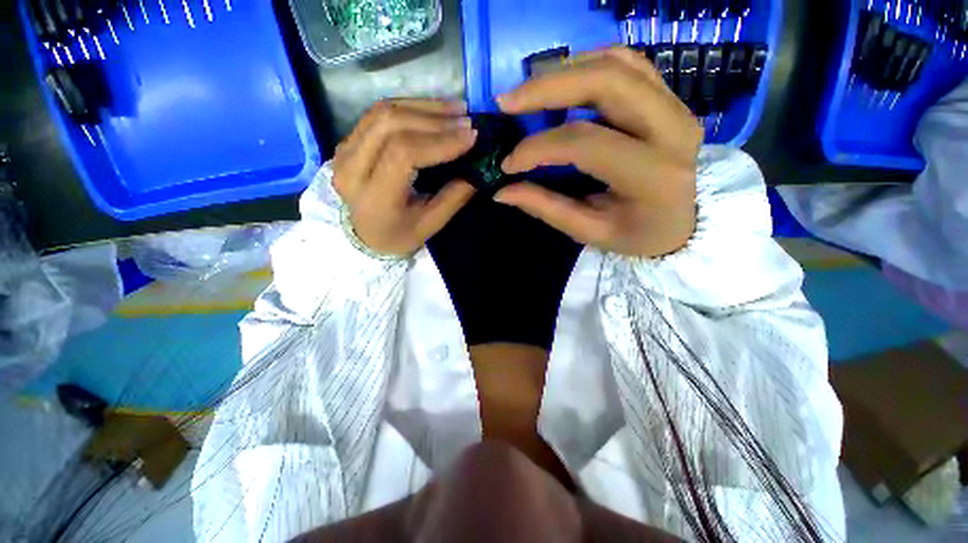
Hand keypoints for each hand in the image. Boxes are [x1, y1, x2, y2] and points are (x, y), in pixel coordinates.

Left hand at [332, 99, 477, 256]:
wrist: (365, 236)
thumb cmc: (400, 236)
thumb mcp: (430, 224)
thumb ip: (454, 196)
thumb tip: (478, 168)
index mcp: (374, 197)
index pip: (403, 154)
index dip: (439, 141)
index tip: (470, 137)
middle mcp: (351, 168)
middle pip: (391, 125)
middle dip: (435, 119)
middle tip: (467, 121)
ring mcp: (345, 150)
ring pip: (384, 112)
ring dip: (424, 107)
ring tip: (457, 110)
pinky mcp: (348, 141)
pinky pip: (379, 113)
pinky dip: (410, 107)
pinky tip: (435, 110)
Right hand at [495, 47, 702, 257]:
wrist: (683, 223)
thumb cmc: (636, 234)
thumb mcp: (589, 231)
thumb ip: (546, 208)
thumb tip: (502, 192)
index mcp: (652, 175)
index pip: (585, 143)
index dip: (538, 148)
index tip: (508, 164)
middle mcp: (672, 129)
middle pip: (606, 81)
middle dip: (546, 87)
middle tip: (506, 102)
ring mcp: (675, 105)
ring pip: (616, 62)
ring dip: (564, 71)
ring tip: (527, 93)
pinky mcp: (669, 97)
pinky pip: (626, 64)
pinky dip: (587, 66)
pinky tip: (561, 84)